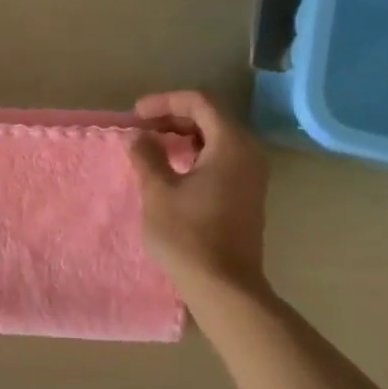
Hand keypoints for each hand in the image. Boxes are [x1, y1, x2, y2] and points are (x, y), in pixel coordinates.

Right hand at [129, 90, 270, 294]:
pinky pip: (221, 158)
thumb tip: (140, 138)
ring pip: (216, 138)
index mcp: (231, 144)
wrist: (225, 286)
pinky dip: (195, 154)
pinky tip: (171, 169)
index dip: (165, 101)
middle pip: (211, 117)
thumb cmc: (189, 235)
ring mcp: (251, 174)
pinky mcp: (246, 193)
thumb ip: (148, 156)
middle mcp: (248, 152)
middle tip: (141, 128)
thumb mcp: (158, 191)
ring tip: (151, 146)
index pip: (200, 102)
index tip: (136, 115)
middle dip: (173, 116)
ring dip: (183, 136)